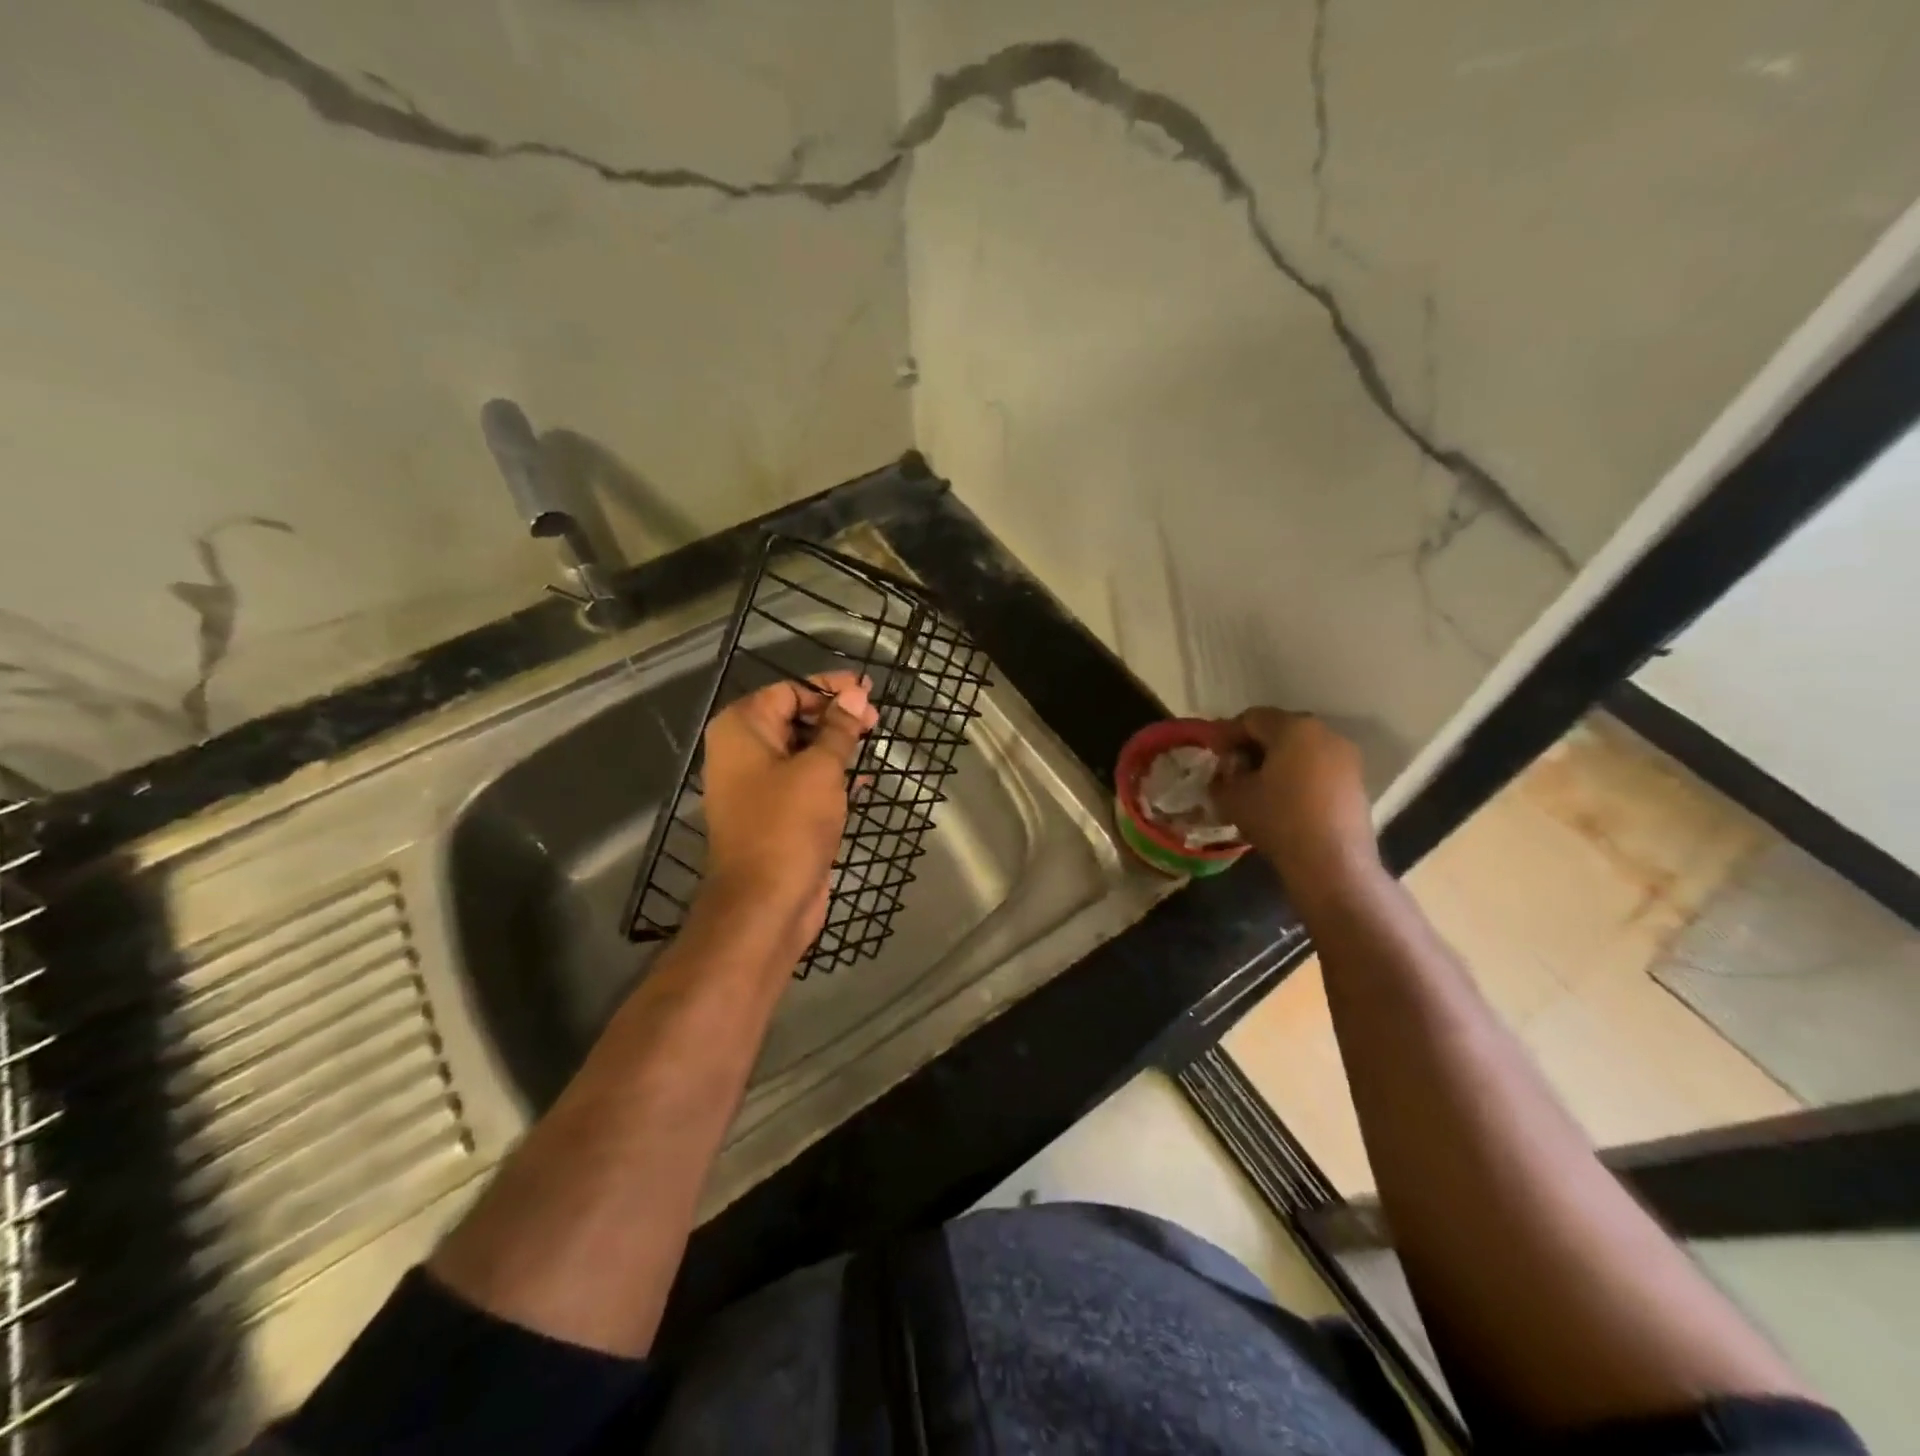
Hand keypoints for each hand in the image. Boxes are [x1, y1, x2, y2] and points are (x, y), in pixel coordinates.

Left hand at [697, 670, 879, 962]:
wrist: (765, 904)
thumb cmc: (788, 825)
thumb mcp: (820, 769)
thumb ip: (839, 729)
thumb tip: (856, 695)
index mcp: (742, 729)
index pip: (789, 691)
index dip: (829, 689)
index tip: (868, 692)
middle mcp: (743, 752)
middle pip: (794, 718)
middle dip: (835, 717)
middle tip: (876, 721)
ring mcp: (757, 786)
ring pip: (802, 752)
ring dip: (836, 747)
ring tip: (874, 743)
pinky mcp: (776, 814)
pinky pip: (804, 782)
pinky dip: (831, 777)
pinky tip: (863, 780)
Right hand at [1211, 708, 1380, 899]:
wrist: (1332, 863)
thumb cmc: (1278, 820)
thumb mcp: (1232, 798)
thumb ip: (1221, 777)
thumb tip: (1224, 773)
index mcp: (1293, 728)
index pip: (1251, 718)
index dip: (1226, 734)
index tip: (1213, 755)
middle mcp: (1324, 732)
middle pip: (1278, 729)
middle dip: (1252, 746)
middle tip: (1233, 769)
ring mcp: (1345, 756)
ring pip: (1300, 748)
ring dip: (1276, 760)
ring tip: (1258, 786)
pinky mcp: (1356, 780)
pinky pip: (1318, 766)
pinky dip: (1297, 774)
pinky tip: (1284, 799)